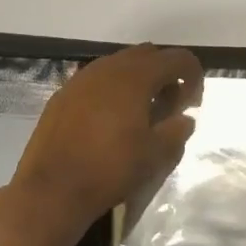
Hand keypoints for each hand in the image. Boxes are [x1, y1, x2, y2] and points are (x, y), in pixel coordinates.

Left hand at [8, 44, 203, 245]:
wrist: (52, 190)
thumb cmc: (110, 170)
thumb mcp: (155, 155)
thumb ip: (177, 131)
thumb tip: (184, 119)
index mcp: (136, 77)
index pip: (177, 59)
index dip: (193, 76)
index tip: (193, 102)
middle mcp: (108, 68)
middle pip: (147, 55)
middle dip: (166, 74)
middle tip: (170, 105)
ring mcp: (81, 79)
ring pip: (119, 65)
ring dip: (138, 80)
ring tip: (142, 112)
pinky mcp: (63, 95)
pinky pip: (97, 80)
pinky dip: (113, 90)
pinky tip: (112, 119)